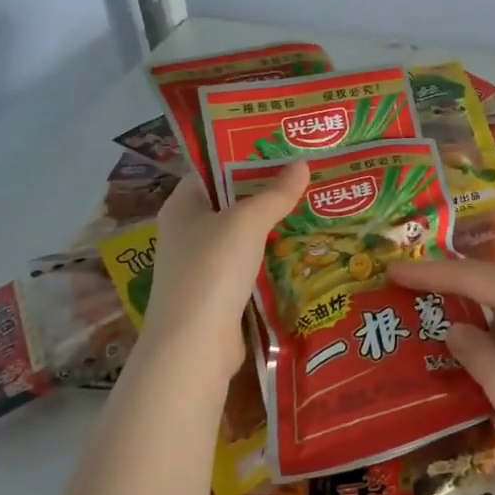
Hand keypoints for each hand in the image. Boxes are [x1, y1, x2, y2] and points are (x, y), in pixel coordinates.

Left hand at [138, 162, 308, 386]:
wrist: (195, 345)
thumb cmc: (213, 269)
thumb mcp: (247, 222)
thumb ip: (275, 193)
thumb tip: (301, 163)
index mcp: (182, 206)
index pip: (213, 171)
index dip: (245, 157)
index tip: (282, 149)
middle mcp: (187, 232)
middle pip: (230, 203)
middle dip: (266, 193)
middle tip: (306, 178)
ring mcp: (201, 266)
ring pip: (242, 237)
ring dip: (272, 228)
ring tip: (312, 209)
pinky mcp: (218, 294)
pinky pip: (248, 266)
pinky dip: (271, 259)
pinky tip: (300, 251)